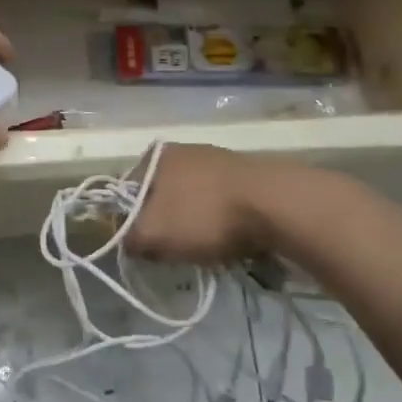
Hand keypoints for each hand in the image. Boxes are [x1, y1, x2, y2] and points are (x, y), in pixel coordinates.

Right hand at [125, 144, 275, 263]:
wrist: (276, 205)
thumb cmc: (204, 215)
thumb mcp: (152, 234)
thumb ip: (127, 238)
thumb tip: (127, 242)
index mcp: (154, 156)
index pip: (125, 194)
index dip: (129, 224)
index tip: (144, 248)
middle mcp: (183, 150)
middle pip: (160, 197)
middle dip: (164, 224)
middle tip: (174, 251)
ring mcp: (216, 159)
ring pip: (191, 201)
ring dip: (193, 224)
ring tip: (205, 248)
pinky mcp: (244, 174)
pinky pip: (220, 203)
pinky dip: (220, 221)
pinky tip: (230, 238)